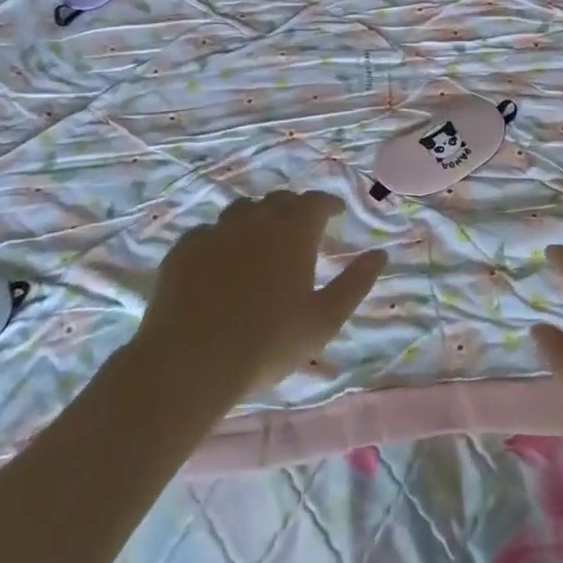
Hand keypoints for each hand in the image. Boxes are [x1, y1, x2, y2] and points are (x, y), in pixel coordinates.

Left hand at [138, 191, 386, 395]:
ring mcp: (215, 232)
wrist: (190, 362)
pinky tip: (221, 260)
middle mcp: (255, 221)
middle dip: (295, 208)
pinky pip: (208, 232)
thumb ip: (355, 283)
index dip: (329, 204)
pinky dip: (222, 238)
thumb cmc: (269, 342)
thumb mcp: (325, 319)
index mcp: (294, 232)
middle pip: (279, 200)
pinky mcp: (182, 250)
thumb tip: (380, 254)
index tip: (337, 213)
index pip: (316, 202)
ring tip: (261, 240)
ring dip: (257, 218)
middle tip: (302, 228)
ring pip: (241, 210)